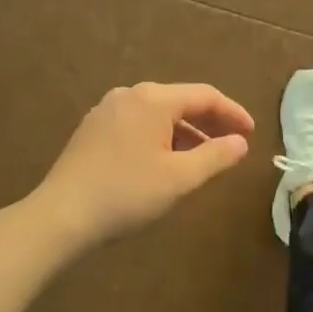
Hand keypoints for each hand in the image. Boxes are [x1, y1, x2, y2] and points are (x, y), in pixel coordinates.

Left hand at [31, 82, 253, 250]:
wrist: (60, 216)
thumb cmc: (126, 194)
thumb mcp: (179, 178)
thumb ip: (215, 156)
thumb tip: (240, 142)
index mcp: (153, 99)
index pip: (205, 96)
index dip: (233, 112)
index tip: (251, 134)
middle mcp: (129, 95)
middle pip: (181, 101)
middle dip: (210, 123)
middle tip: (233, 145)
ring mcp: (107, 111)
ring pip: (158, 115)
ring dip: (185, 133)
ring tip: (203, 159)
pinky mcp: (93, 130)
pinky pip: (138, 124)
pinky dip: (160, 138)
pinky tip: (165, 162)